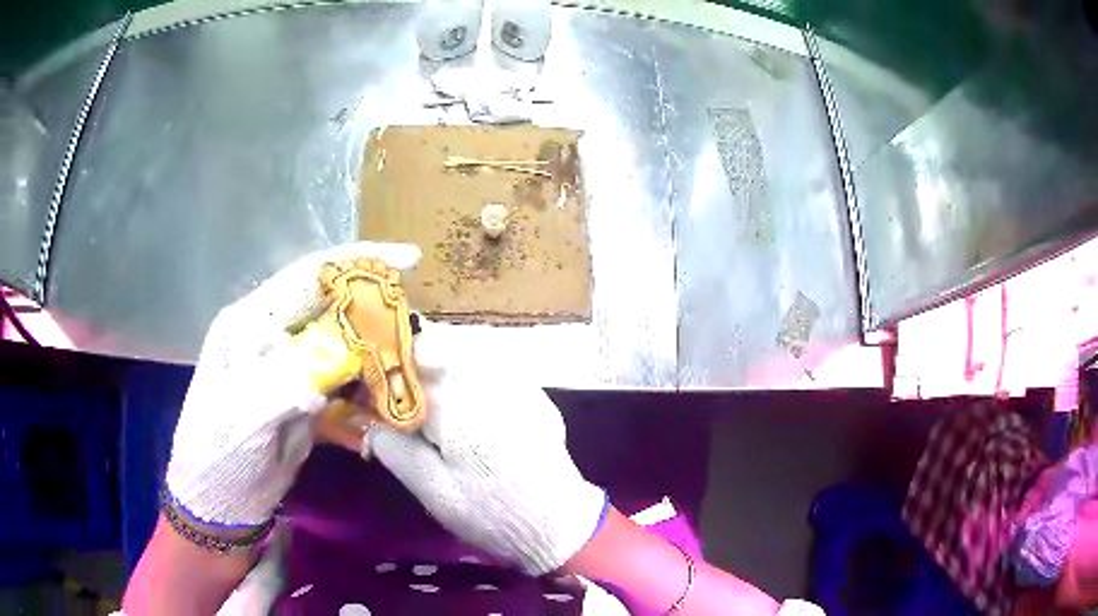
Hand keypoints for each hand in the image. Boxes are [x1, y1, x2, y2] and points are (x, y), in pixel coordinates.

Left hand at [163, 241, 420, 541]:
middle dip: (377, 311)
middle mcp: (272, 334)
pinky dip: (369, 391)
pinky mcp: (305, 394)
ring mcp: (291, 365)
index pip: (307, 277)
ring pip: (345, 344)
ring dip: (380, 354)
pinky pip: (346, 382)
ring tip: (412, 371)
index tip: (410, 260)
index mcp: (250, 323)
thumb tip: (335, 358)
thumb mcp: (242, 421)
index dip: (357, 263)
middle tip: (417, 333)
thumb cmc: (217, 457)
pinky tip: (386, 408)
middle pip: (333, 305)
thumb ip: (283, 384)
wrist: (221, 502)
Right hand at [364, 320, 608, 574]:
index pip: (408, 366)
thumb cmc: (491, 513)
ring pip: (466, 353)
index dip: (384, 372)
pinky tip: (466, 405)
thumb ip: (396, 450)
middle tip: (397, 394)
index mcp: (458, 404)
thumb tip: (367, 423)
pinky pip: (492, 368)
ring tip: (427, 398)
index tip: (369, 389)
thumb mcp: (434, 492)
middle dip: (412, 364)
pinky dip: (469, 375)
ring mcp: (517, 385)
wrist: (558, 524)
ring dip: (440, 365)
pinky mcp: (533, 395)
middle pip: (440, 348)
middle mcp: (489, 382)